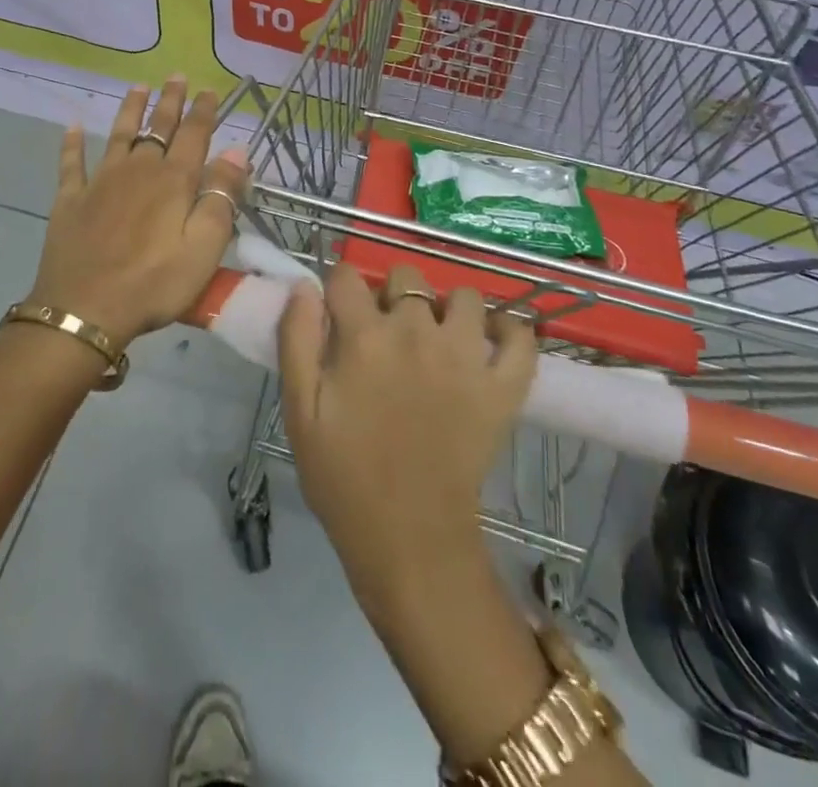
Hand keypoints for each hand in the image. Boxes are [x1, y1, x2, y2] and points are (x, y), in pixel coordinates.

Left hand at [27, 77, 246, 348]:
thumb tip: (237, 151)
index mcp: (173, 181)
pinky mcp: (70, 200)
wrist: (84, 311)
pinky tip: (73, 126)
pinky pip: (71, 163)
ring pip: (119, 135)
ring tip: (137, 87)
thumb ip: (221, 197)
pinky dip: (73, 144)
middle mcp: (138, 170)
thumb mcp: (204, 248)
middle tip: (176, 76)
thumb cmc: (154, 284)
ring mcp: (100, 182)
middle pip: (157, 127)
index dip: (203, 111)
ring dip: (130, 109)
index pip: (194, 135)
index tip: (209, 90)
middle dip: (170, 101)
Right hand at [278, 263, 535, 608]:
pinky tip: (491, 340)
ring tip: (436, 338)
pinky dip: (510, 331)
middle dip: (391, 294)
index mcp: (365, 337)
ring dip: (447, 308)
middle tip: (385, 333)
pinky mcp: (503, 387)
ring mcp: (466, 357)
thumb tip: (305, 285)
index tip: (338, 314)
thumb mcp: (300, 410)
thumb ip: (297, 339)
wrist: (408, 540)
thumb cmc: (344, 476)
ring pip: (463, 296)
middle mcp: (417, 333)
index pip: (347, 276)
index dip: (338, 290)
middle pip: (406, 277)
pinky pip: (521, 337)